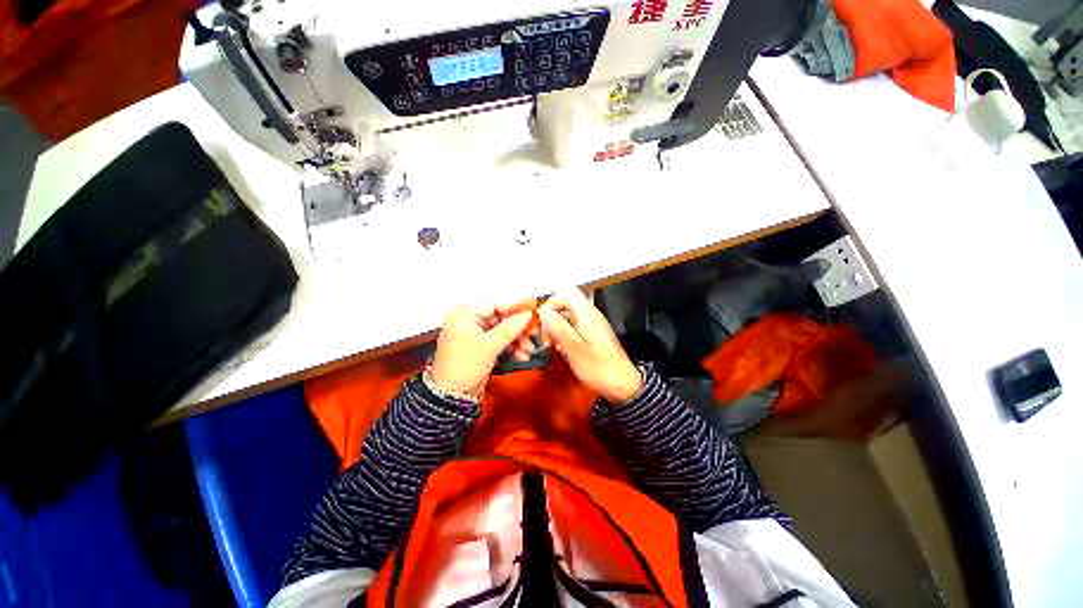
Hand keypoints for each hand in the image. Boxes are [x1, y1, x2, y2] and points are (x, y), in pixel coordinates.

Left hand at [430, 301, 534, 396]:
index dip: (513, 309)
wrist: (451, 396)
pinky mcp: (480, 347)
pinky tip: (521, 355)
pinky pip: (499, 342)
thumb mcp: (489, 346)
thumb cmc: (463, 367)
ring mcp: (475, 335)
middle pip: (500, 318)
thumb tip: (526, 315)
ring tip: (528, 350)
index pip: (494, 304)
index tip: (530, 315)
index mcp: (465, 315)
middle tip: (532, 334)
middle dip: (517, 329)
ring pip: (502, 331)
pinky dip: (510, 347)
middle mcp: (469, 322)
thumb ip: (509, 328)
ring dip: (516, 340)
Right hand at [538, 289, 642, 403]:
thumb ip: (559, 329)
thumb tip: (543, 312)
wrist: (622, 386)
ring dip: (554, 329)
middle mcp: (588, 315)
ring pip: (563, 317)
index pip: (566, 292)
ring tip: (552, 346)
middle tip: (547, 339)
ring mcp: (588, 325)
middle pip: (562, 304)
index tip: (544, 323)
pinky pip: (569, 328)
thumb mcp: (576, 349)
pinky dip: (561, 336)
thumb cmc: (600, 368)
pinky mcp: (587, 335)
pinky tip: (561, 350)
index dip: (551, 303)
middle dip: (550, 319)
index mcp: (587, 313)